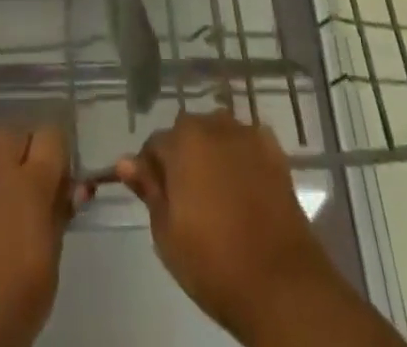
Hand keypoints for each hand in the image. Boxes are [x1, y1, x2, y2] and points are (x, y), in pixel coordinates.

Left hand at [0, 125, 75, 346]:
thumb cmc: (5, 315)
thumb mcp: (47, 274)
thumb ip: (58, 221)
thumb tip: (72, 189)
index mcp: (31, 186)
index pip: (51, 135)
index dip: (56, 151)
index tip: (55, 176)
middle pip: (14, 131)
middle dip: (23, 151)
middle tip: (22, 183)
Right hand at [116, 112, 347, 344]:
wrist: (280, 283)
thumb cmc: (214, 262)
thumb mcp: (166, 233)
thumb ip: (148, 190)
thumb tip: (126, 161)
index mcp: (183, 140)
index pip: (154, 145)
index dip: (152, 171)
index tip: (157, 199)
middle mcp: (214, 124)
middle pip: (188, 133)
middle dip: (183, 157)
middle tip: (188, 200)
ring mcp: (248, 134)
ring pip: (218, 135)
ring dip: (213, 154)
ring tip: (217, 193)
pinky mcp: (275, 150)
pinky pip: (247, 144)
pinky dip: (241, 157)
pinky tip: (244, 187)